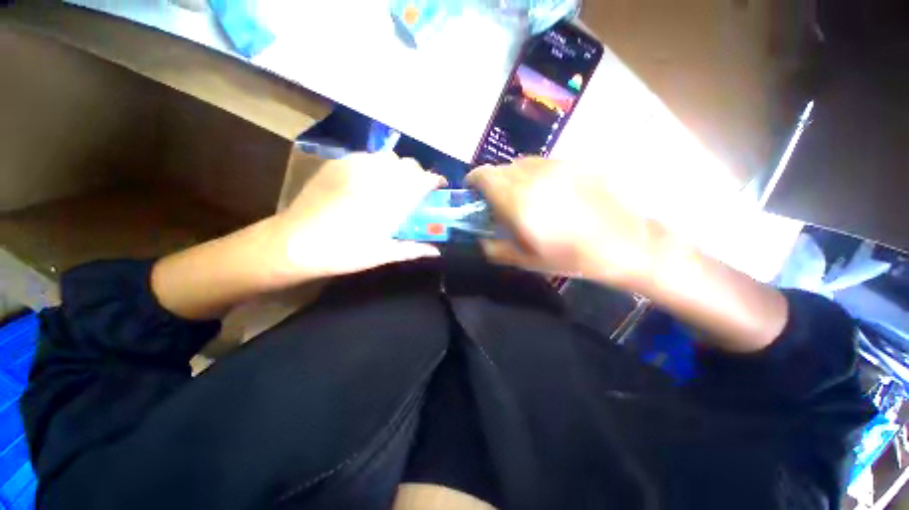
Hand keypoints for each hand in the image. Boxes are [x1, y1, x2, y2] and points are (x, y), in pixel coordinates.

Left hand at [273, 153, 445, 283]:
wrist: (294, 243)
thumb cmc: (343, 253)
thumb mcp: (383, 255)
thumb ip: (413, 249)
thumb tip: (436, 251)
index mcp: (390, 202)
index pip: (423, 180)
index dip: (435, 180)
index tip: (438, 187)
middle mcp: (376, 178)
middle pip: (408, 164)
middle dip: (418, 175)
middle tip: (415, 191)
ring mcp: (355, 167)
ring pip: (389, 157)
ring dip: (398, 169)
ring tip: (393, 184)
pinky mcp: (338, 163)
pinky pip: (367, 156)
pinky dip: (377, 165)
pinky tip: (371, 180)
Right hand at [466, 158, 659, 290]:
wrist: (622, 243)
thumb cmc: (570, 257)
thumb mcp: (525, 260)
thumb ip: (494, 248)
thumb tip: (478, 240)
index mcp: (517, 200)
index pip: (483, 175)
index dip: (473, 181)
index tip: (473, 193)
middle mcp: (533, 176)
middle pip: (500, 168)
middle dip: (493, 183)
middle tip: (500, 202)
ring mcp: (556, 165)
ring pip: (522, 163)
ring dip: (514, 178)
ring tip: (525, 197)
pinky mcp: (575, 163)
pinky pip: (543, 163)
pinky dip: (535, 174)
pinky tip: (549, 192)